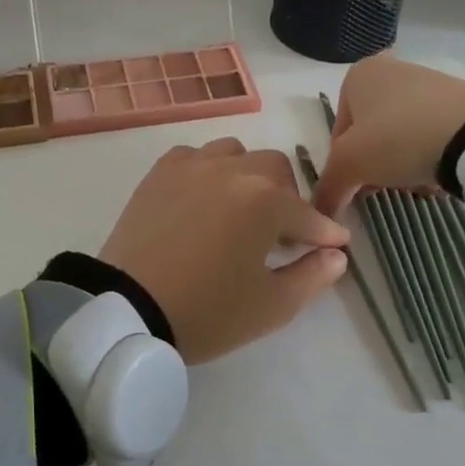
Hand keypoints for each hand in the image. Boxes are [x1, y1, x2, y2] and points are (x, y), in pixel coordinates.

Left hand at [99, 138, 349, 363]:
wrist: (128, 308)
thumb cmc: (207, 311)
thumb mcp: (272, 306)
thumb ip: (313, 276)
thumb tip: (336, 253)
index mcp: (266, 200)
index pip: (310, 214)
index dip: (326, 234)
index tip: (333, 247)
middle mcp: (232, 170)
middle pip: (276, 170)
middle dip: (288, 199)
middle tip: (280, 236)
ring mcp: (192, 166)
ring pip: (235, 154)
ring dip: (248, 178)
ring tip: (239, 212)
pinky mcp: (160, 172)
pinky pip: (194, 156)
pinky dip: (207, 171)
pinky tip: (202, 200)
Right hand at [312, 54, 464, 214]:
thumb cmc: (396, 138)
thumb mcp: (349, 165)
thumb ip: (328, 186)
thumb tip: (319, 209)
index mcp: (358, 75)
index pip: (339, 131)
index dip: (344, 164)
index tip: (359, 186)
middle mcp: (390, 69)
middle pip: (370, 133)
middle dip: (375, 165)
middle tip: (386, 187)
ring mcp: (428, 82)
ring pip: (400, 136)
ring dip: (401, 164)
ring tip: (416, 183)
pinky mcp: (459, 100)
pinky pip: (431, 134)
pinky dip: (429, 156)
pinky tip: (438, 174)